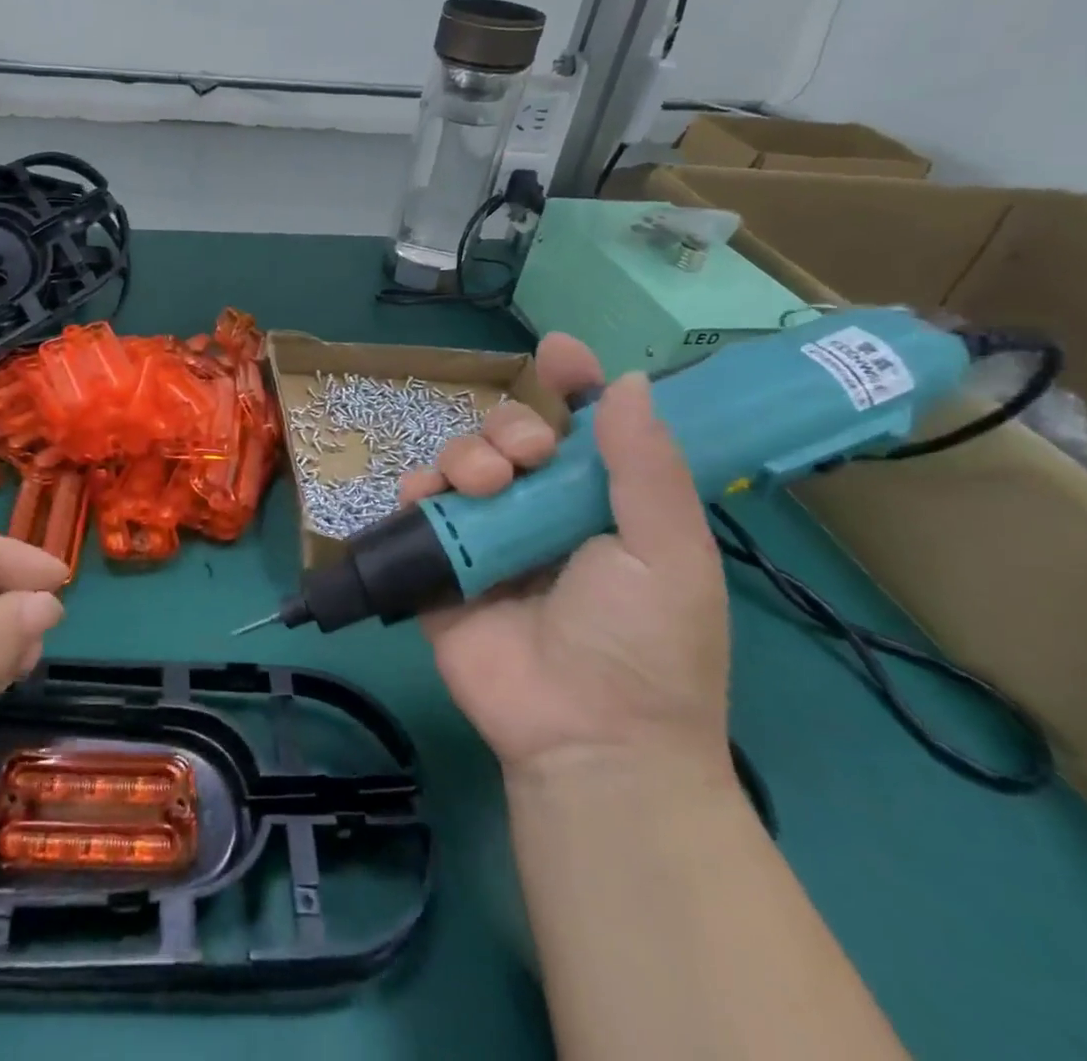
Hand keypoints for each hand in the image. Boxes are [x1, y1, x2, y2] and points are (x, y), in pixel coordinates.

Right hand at [403, 334, 730, 779]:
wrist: (584, 736)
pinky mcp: (442, 562)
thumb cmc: (644, 645)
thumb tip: (626, 382)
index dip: (572, 384)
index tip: (558, 351)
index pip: (585, 427)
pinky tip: (427, 494)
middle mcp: (542, 510)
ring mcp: (488, 535)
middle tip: (524, 456)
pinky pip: (419, 507)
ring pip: (463, 460)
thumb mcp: (668, 553)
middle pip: (513, 435)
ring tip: (482, 486)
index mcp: (603, 504)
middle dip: (511, 426)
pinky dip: (418, 488)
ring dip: (467, 454)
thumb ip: (645, 467)